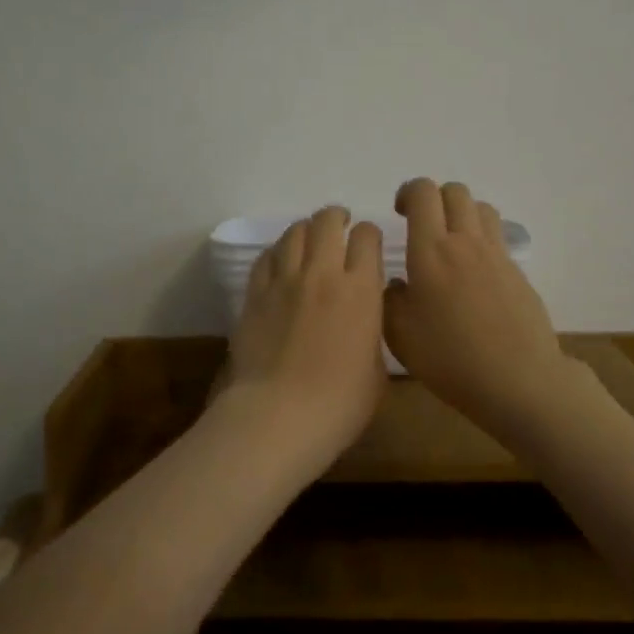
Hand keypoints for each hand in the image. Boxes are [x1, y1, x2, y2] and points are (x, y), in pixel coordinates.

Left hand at [214, 206, 388, 467]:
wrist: (280, 415)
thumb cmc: (340, 403)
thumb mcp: (377, 369)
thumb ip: (372, 330)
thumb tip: (365, 317)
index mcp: (361, 290)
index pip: (367, 237)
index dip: (370, 235)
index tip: (369, 244)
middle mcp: (323, 273)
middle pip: (327, 222)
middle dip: (337, 218)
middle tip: (340, 225)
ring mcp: (284, 280)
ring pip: (294, 232)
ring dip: (306, 229)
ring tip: (310, 238)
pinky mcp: (255, 293)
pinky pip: (266, 256)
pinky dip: (278, 251)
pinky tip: (281, 260)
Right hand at [384, 178, 577, 439]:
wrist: (519, 380)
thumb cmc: (450, 358)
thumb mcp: (400, 335)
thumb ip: (390, 300)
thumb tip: (398, 284)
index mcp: (431, 250)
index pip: (422, 193)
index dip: (408, 192)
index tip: (399, 212)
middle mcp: (465, 242)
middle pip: (455, 191)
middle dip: (435, 198)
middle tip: (422, 224)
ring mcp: (496, 255)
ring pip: (480, 208)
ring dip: (461, 213)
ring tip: (450, 242)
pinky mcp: (517, 272)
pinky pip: (497, 237)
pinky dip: (481, 240)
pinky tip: (473, 273)